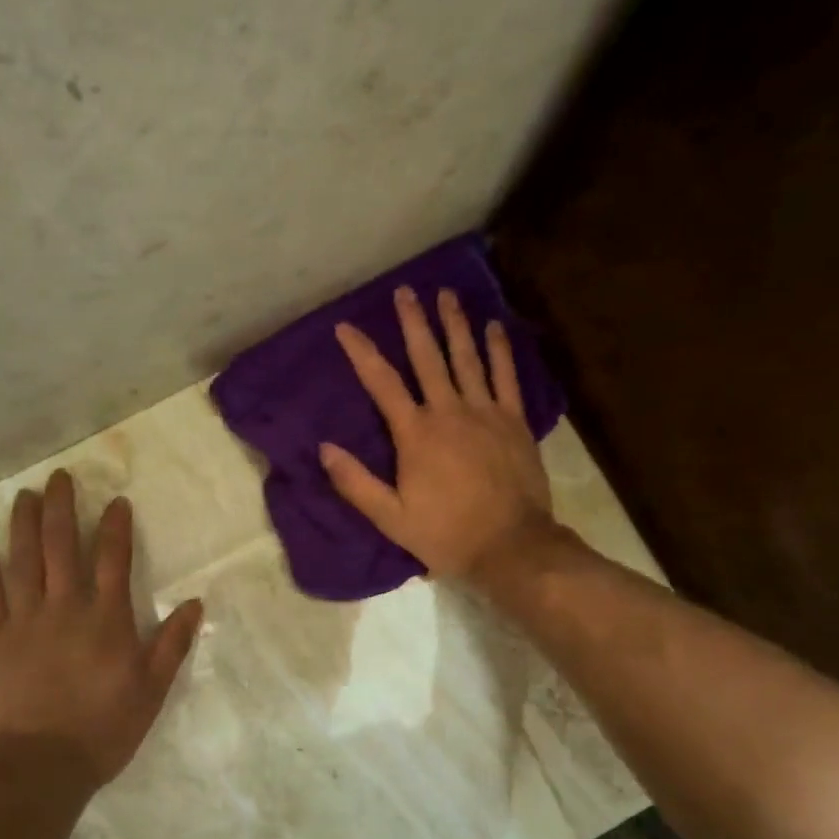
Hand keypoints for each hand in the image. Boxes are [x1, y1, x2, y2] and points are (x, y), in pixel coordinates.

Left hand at [0, 470, 203, 787]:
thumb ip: (173, 644)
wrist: (38, 766)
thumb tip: (195, 603)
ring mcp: (24, 621)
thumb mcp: (152, 690)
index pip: (113, 558)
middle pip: (61, 546)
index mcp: (106, 618)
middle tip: (59, 477)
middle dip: (61, 508)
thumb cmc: (103, 729)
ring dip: (22, 525)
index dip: (115, 526)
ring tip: (24, 495)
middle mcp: (65, 607)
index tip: (115, 501)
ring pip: (22, 561)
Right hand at [320, 286, 554, 582]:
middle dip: (413, 323)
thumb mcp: (390, 517)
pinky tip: (493, 327)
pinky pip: (506, 377)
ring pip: (467, 358)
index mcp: (415, 433)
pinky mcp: (514, 422)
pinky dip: (499, 350)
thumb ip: (355, 482)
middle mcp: (449, 411)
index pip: (382, 383)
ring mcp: (486, 413)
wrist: (510, 546)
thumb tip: (324, 448)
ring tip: (446, 294)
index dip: (361, 352)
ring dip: (455, 324)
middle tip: (405, 292)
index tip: (346, 327)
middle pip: (427, 357)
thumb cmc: (445, 534)